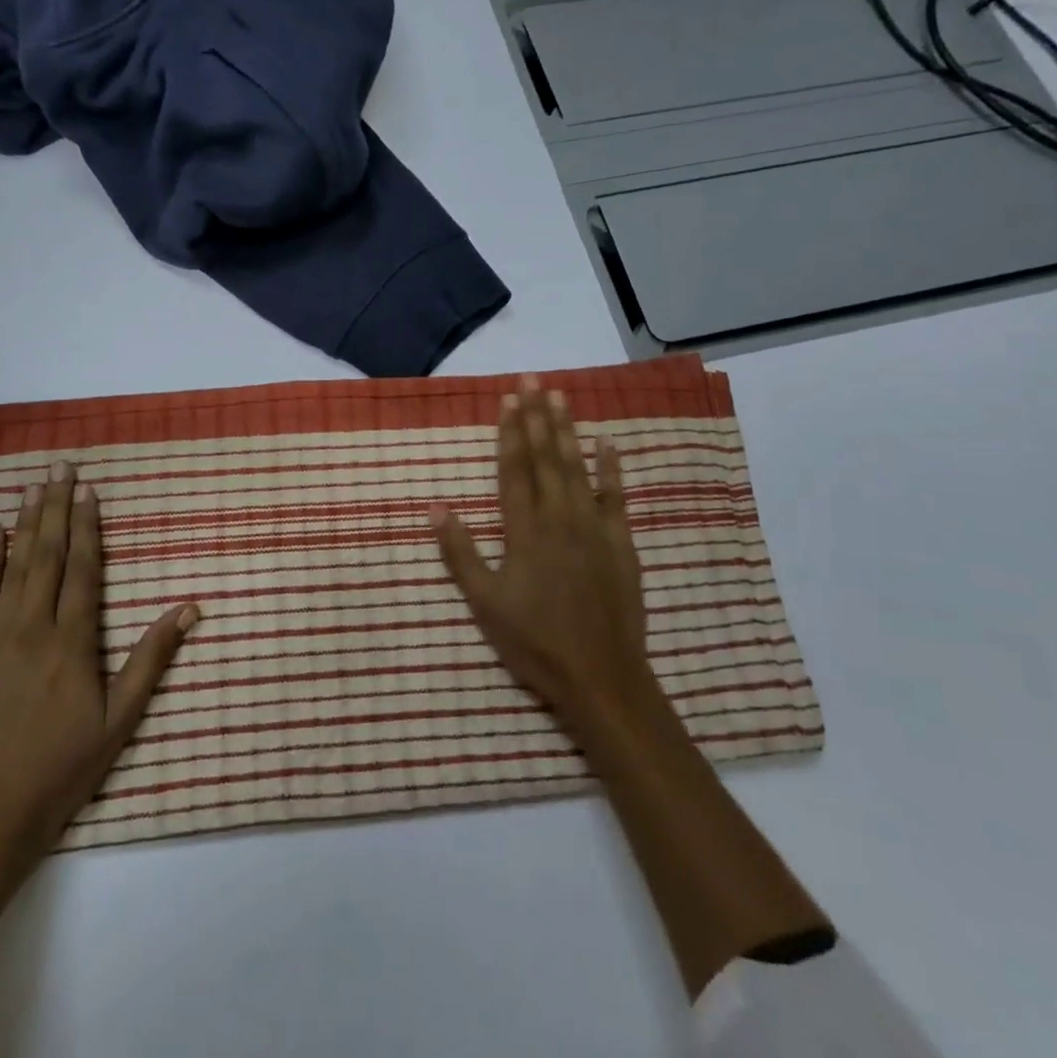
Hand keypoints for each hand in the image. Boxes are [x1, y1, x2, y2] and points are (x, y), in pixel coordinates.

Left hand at [0, 465, 198, 867]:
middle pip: (48, 556)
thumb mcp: (120, 719)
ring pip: (14, 568)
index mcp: (73, 642)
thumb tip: (189, 608)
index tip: (90, 491)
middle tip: (62, 469)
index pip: (83, 570)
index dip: (88, 527)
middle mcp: (32, 629)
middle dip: (57, 509)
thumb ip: (152, 659)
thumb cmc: (63, 768)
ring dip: (26, 523)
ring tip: (35, 487)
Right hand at [433, 379, 652, 737]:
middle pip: (544, 458)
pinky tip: (606, 442)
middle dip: (536, 417)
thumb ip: (460, 553)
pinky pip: (616, 496)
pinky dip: (611, 467)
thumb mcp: (484, 603)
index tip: (508, 399)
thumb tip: (435, 506)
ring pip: (576, 468)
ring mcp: (593, 528)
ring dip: (566, 431)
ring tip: (559, 397)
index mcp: (523, 531)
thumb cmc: (534, 642)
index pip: (513, 470)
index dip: (509, 432)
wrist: (601, 676)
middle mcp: (558, 518)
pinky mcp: (620, 543)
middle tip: (531, 380)